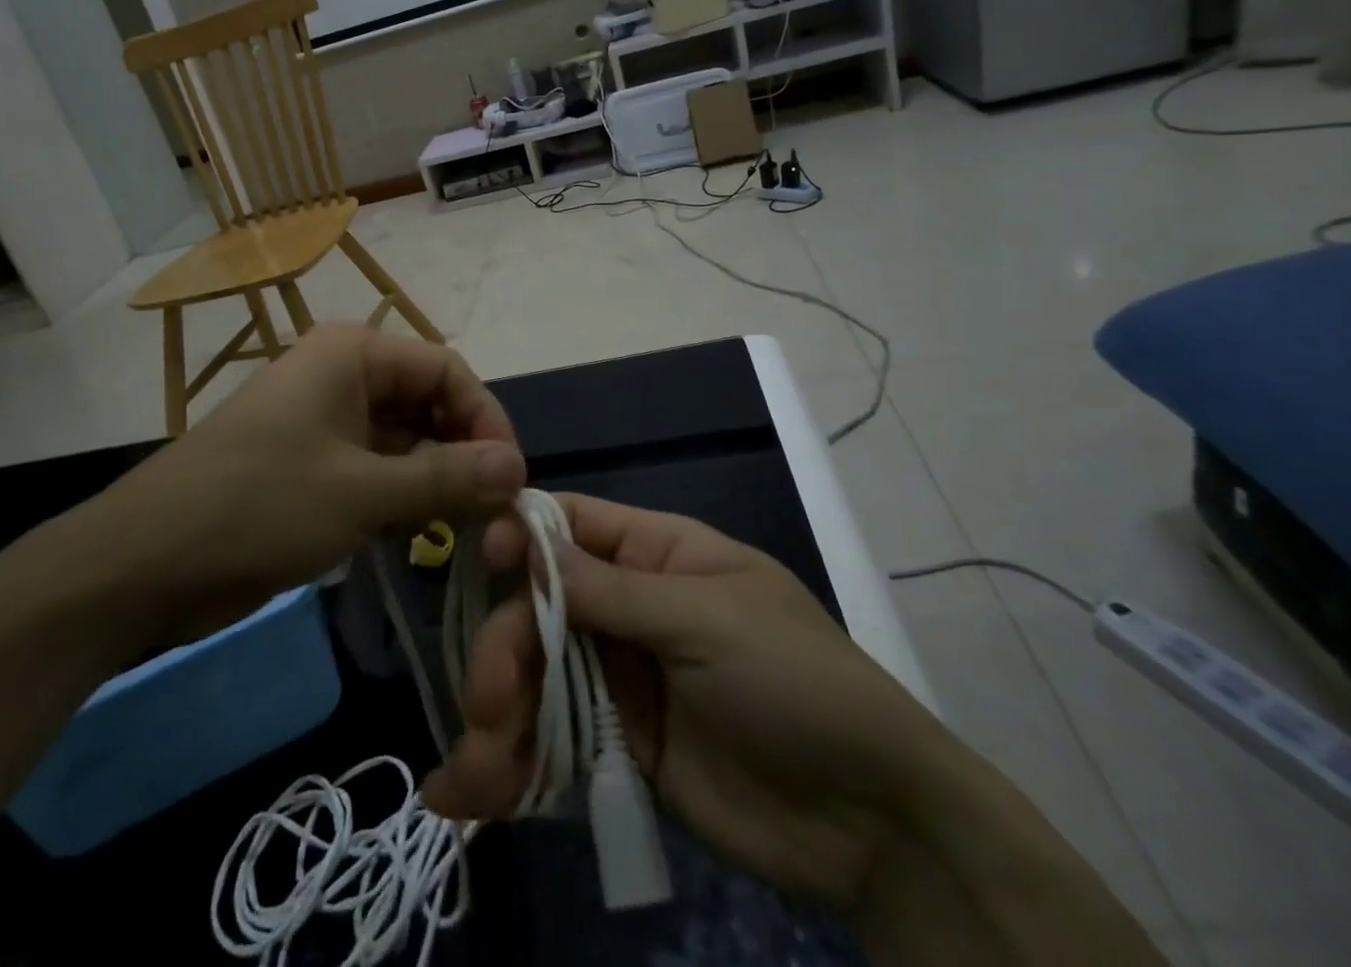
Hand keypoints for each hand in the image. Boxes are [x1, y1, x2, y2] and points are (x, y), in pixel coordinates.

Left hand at [35, 324, 526, 656]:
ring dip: (434, 482)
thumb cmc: (260, 506)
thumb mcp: (363, 494)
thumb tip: (518, 468)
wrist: (144, 561)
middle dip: (462, 454)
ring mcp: (323, 420)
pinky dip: (400, 499)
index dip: (486, 420)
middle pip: (427, 404)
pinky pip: (374, 470)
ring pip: (403, 441)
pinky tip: (419, 538)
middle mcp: (341, 374)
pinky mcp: (310, 464)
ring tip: (464, 532)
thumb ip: (447, 479)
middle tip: (493, 515)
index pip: (447, 370)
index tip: (512, 481)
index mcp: (354, 353)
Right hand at [423, 495, 952, 909]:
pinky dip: (516, 763)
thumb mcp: (708, 620)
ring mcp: (622, 676)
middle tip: (487, 705)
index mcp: (656, 553)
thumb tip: (526, 544)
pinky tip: (477, 795)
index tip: (479, 561)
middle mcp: (628, 606)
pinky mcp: (620, 744)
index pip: (571, 524)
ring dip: (498, 717)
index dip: (521, 534)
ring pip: (538, 675)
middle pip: (539, 605)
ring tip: (475, 777)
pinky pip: (555, 739)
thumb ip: (613, 591)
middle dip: (505, 649)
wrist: (875, 824)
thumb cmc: (797, 682)